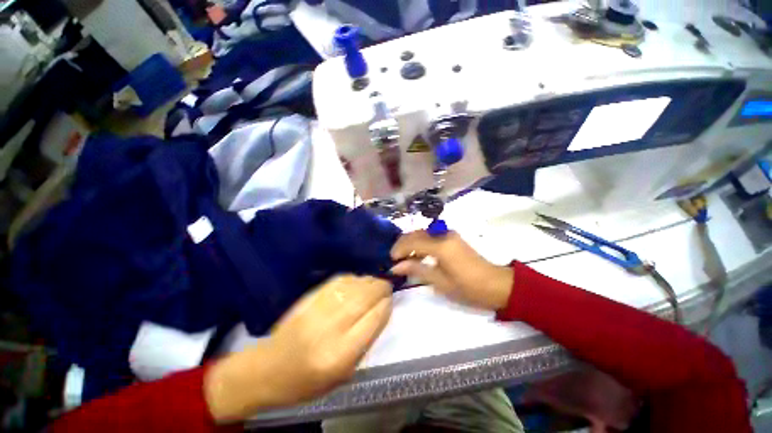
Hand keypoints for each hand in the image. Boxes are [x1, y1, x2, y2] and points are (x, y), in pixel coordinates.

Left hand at [205, 275, 391, 421]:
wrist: (270, 368)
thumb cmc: (310, 380)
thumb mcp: (345, 373)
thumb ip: (366, 341)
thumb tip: (381, 310)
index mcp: (341, 354)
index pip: (374, 319)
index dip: (386, 305)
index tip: (391, 299)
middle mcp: (331, 328)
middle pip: (365, 297)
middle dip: (381, 288)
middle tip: (387, 286)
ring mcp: (318, 309)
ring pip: (353, 285)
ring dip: (368, 281)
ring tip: (374, 283)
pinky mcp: (309, 298)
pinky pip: (338, 280)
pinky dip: (352, 278)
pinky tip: (356, 281)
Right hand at [390, 230, 512, 310]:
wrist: (496, 284)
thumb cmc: (468, 287)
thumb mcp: (440, 282)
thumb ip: (417, 269)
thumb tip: (395, 266)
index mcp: (441, 246)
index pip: (412, 241)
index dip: (399, 249)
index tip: (390, 260)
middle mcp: (443, 234)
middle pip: (416, 233)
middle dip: (402, 244)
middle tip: (394, 258)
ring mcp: (448, 234)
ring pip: (422, 233)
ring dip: (410, 243)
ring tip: (403, 257)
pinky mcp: (452, 237)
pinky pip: (430, 236)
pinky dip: (420, 243)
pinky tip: (417, 254)